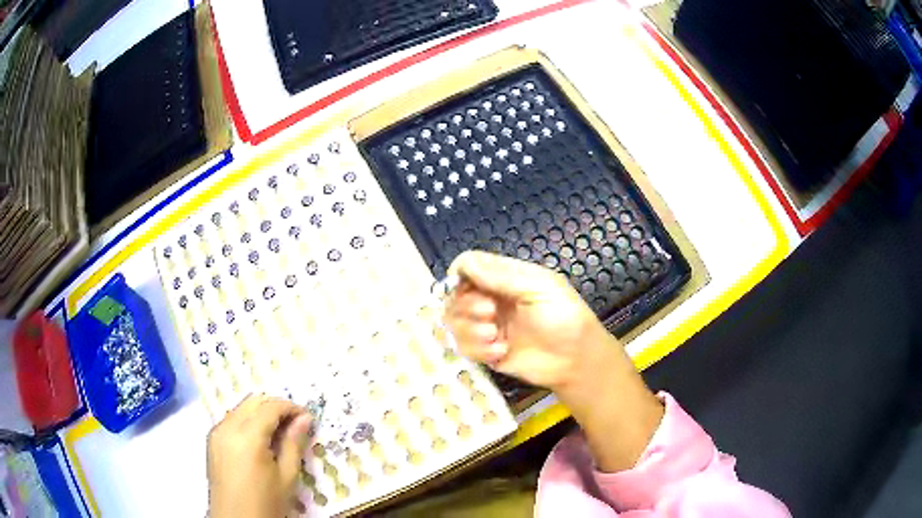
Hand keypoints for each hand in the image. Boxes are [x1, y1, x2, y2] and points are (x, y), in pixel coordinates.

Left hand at [207, 395, 312, 517]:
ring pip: (241, 408)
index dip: (291, 408)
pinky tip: (261, 441)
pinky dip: (248, 421)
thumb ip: (294, 444)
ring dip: (261, 413)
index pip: (270, 407)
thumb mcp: (287, 476)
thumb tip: (304, 419)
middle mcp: (228, 426)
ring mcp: (217, 432)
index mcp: (247, 436)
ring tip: (280, 433)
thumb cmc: (266, 502)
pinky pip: (232, 420)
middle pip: (253, 401)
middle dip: (276, 406)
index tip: (308, 418)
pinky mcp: (212, 441)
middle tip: (296, 424)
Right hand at [445, 251, 662, 471]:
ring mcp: (487, 326)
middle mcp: (492, 299)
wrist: (576, 360)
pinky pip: (463, 347)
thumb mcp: (540, 287)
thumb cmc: (565, 318)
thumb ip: (502, 276)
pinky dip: (478, 349)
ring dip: (471, 330)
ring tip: (496, 337)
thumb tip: (464, 264)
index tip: (462, 285)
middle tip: (490, 314)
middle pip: (455, 295)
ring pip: (454, 322)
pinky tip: (501, 352)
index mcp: (505, 278)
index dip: (459, 273)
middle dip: (468, 305)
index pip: (469, 266)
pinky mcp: (486, 351)